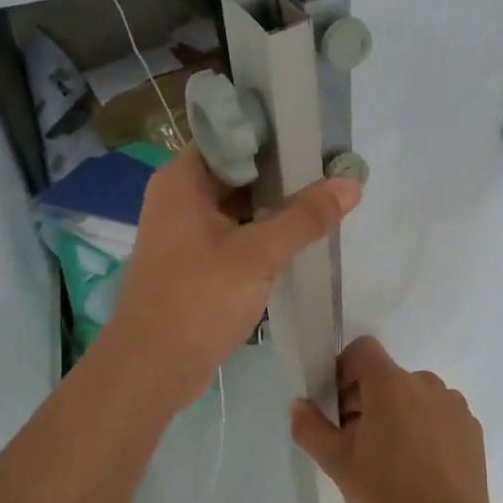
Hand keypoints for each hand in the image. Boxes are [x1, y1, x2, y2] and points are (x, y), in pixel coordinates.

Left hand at [100, 150, 360, 408]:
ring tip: (326, 202)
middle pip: (238, 172)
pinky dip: (262, 236)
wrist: (152, 368)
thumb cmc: (198, 300)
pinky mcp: (194, 264)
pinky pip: (234, 237)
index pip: (231, 137)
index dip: (273, 134)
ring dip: (276, 208)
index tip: (316, 138)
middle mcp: (179, 198)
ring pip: (238, 207)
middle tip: (333, 171)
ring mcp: (184, 234)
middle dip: (283, 174)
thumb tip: (350, 182)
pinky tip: (299, 241)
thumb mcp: (257, 255)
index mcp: (182, 180)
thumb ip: (305, 217)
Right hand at [290, 336, 494, 502]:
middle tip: (355, 444)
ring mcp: (453, 404)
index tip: (337, 406)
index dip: (344, 369)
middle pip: (386, 377)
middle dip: (366, 400)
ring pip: (413, 397)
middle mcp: (425, 383)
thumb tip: (299, 406)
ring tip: (390, 459)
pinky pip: (437, 415)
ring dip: (397, 415)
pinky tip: (420, 468)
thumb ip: (311, 430)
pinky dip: (424, 429)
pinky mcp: (471, 427)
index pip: (363, 350)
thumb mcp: (338, 466)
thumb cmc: (390, 494)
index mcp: (390, 384)